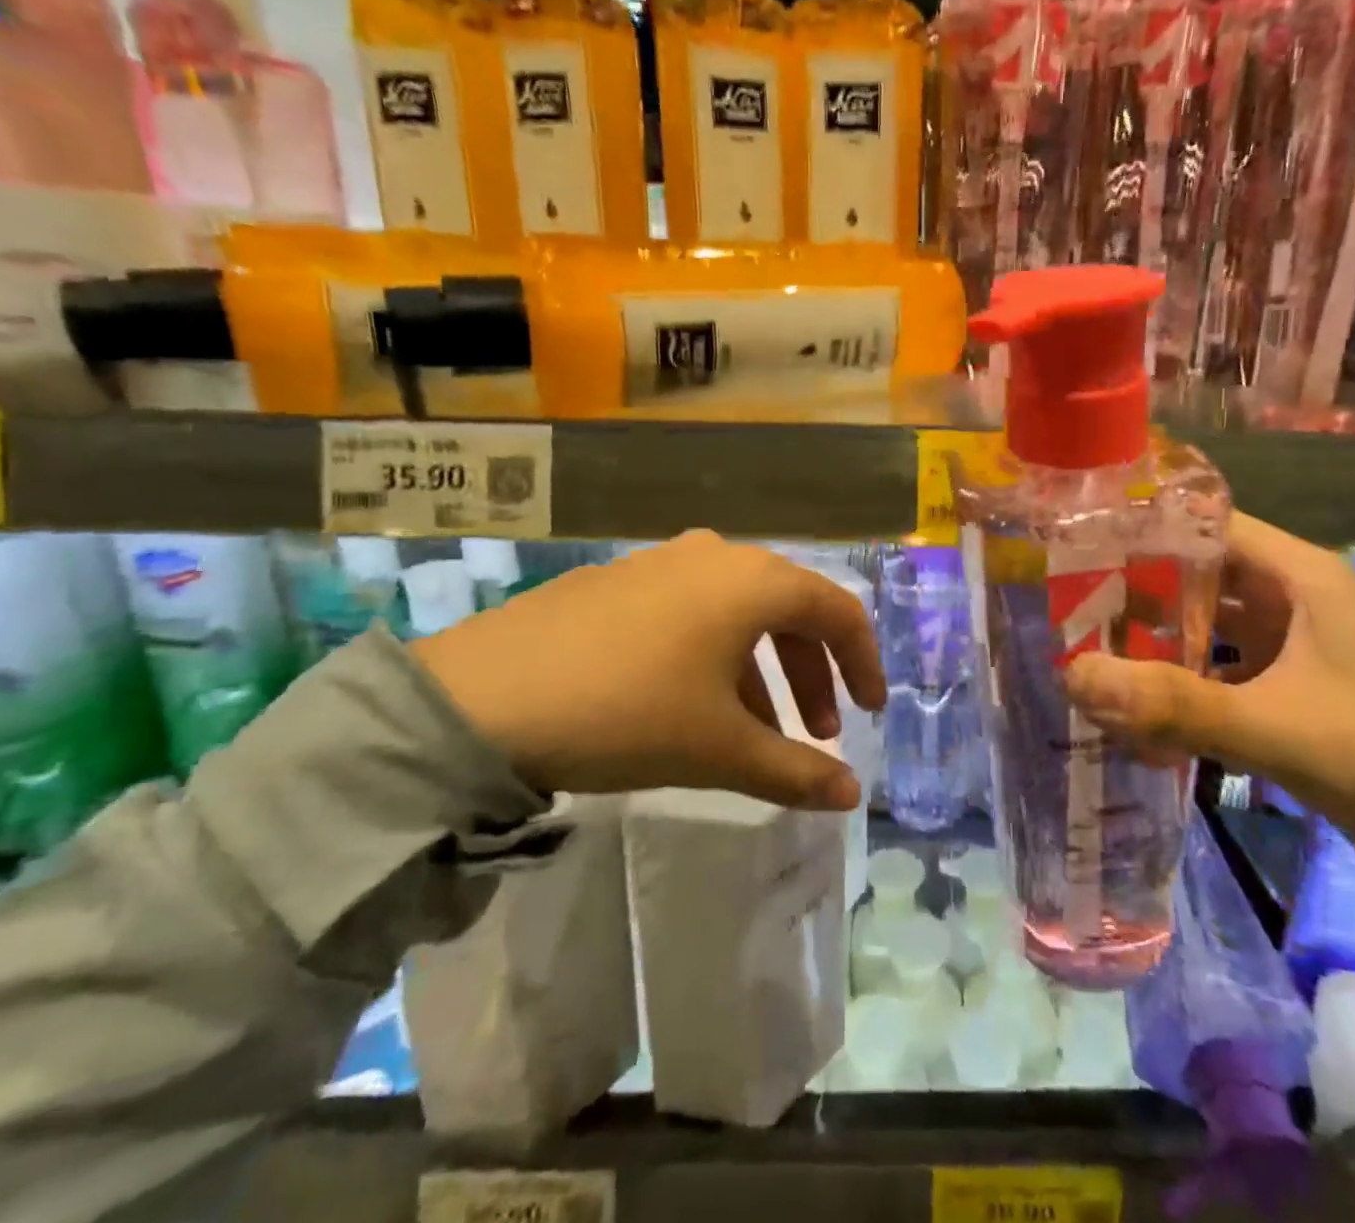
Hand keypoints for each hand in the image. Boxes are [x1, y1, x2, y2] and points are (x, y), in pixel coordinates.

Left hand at [412, 531, 884, 810]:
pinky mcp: (621, 580)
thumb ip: (795, 771)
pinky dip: (716, 656)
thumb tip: (851, 797)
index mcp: (754, 581)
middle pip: (790, 610)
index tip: (872, 712)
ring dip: (764, 669)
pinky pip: (693, 612)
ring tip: (757, 732)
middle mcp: (716, 556)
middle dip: (813, 673)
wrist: (482, 698)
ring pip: (740, 613)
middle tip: (817, 732)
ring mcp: (663, 562)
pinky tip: (694, 704)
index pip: (838, 611)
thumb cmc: (627, 712)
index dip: (865, 662)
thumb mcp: (719, 748)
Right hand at [1066, 512, 1354, 923]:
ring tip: (1078, 651)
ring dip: (1147, 643)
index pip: (1204, 526)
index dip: (1140, 529)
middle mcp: (1287, 600)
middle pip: (1192, 577)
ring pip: (1199, 628)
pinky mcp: (1282, 693)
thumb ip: (1180, 704)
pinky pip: (1212, 675)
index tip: (1072, 547)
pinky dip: (1173, 686)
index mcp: (1299, 577)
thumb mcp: (1286, 730)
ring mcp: (1284, 649)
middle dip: (1129, 592)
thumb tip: (1074, 676)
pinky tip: (1127, 706)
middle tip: (1060, 609)